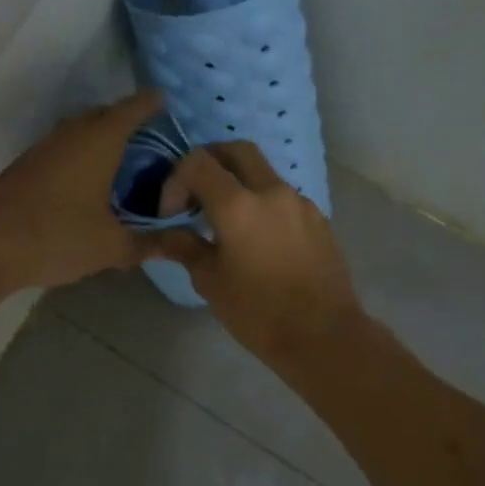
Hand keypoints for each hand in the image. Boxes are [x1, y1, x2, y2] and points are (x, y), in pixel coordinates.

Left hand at [0, 90, 166, 290]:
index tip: (167, 101)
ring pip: (79, 130)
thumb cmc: (57, 236)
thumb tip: (180, 244)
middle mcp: (72, 134)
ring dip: (100, 136)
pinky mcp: (26, 165)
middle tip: (150, 137)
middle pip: (104, 115)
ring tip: (122, 158)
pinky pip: (63, 147)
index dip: (152, 104)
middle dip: (127, 119)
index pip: (133, 109)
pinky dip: (80, 153)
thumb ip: (148, 244)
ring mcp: (44, 147)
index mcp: (99, 141)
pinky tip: (87, 179)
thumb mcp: (110, 246)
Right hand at [150, 143, 365, 370]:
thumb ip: (183, 247)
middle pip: (235, 149)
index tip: (172, 213)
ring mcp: (299, 202)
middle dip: (210, 161)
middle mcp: (271, 191)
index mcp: (237, 204)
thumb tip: (161, 235)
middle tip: (196, 192)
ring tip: (226, 222)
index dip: (176, 180)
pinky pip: (282, 197)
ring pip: (262, 172)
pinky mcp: (318, 218)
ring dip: (238, 183)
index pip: (197, 162)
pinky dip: (262, 203)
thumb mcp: (209, 281)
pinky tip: (258, 239)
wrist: (324, 336)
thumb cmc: (258, 312)